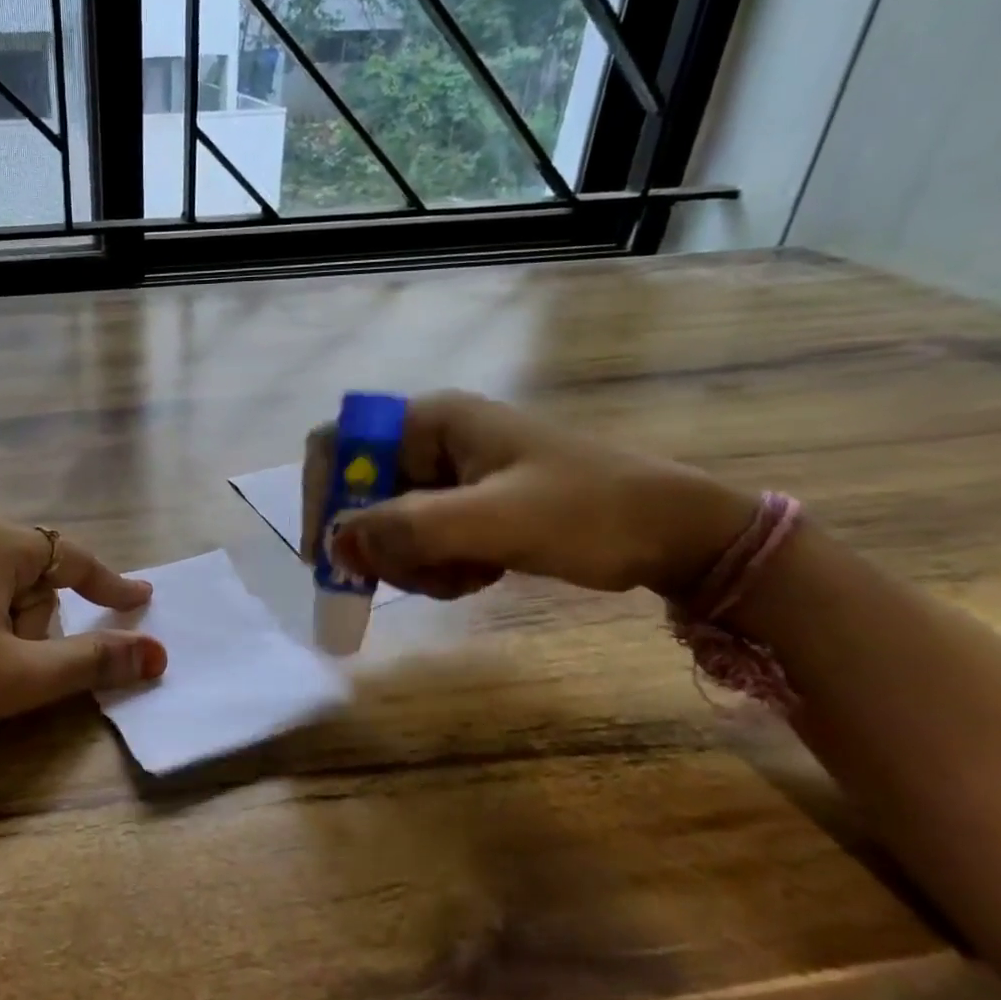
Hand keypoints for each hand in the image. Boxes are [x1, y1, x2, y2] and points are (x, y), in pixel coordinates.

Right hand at [301, 391, 755, 600]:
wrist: (677, 535)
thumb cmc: (589, 512)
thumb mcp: (496, 521)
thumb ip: (410, 529)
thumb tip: (336, 544)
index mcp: (432, 421)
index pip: (339, 443)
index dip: (323, 493)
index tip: (331, 553)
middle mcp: (431, 442)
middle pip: (361, 492)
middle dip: (380, 542)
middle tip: (411, 578)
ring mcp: (449, 477)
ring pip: (388, 525)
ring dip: (411, 563)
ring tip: (463, 578)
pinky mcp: (466, 508)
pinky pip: (420, 541)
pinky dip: (435, 568)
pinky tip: (478, 576)